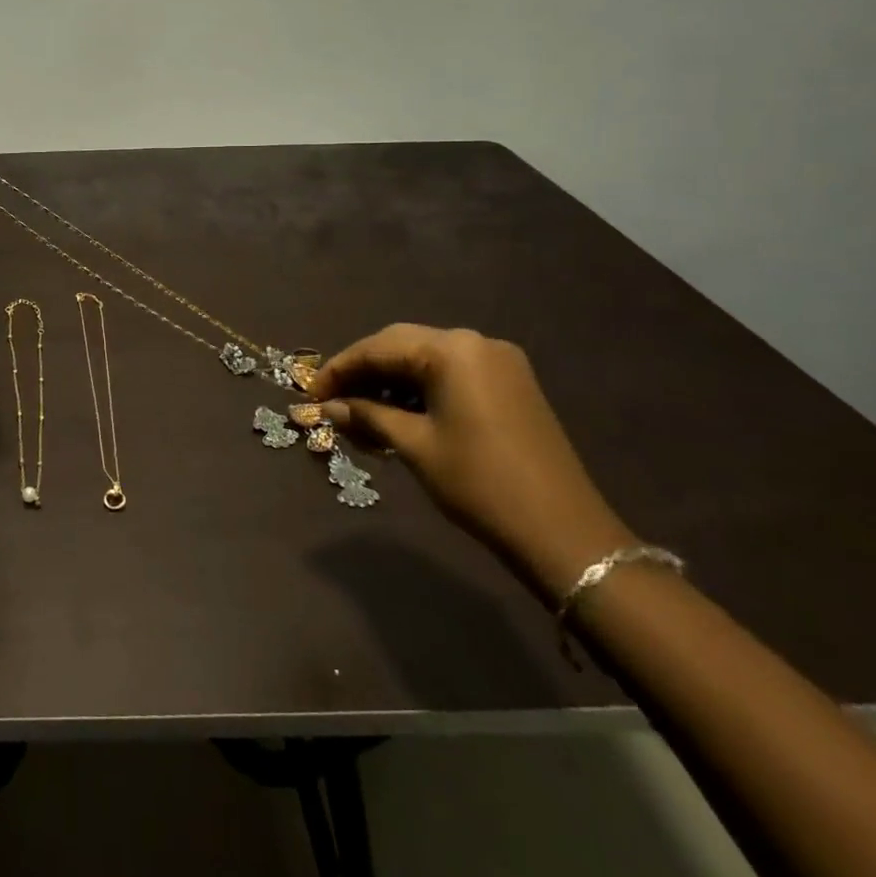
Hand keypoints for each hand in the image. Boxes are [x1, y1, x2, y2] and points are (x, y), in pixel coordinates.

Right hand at [309, 324, 633, 602]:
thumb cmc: (479, 483)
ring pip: (426, 360)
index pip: (378, 347)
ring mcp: (498, 362)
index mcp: (451, 349)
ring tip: (362, 415)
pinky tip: (399, 415)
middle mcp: (475, 343)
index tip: (310, 394)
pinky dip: (420, 390)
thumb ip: (367, 416)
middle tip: (332, 401)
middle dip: (363, 372)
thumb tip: (328, 407)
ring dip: (391, 382)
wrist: (565, 533)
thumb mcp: (414, 446)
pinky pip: (451, 374)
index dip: (339, 370)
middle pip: (401, 346)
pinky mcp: (511, 384)